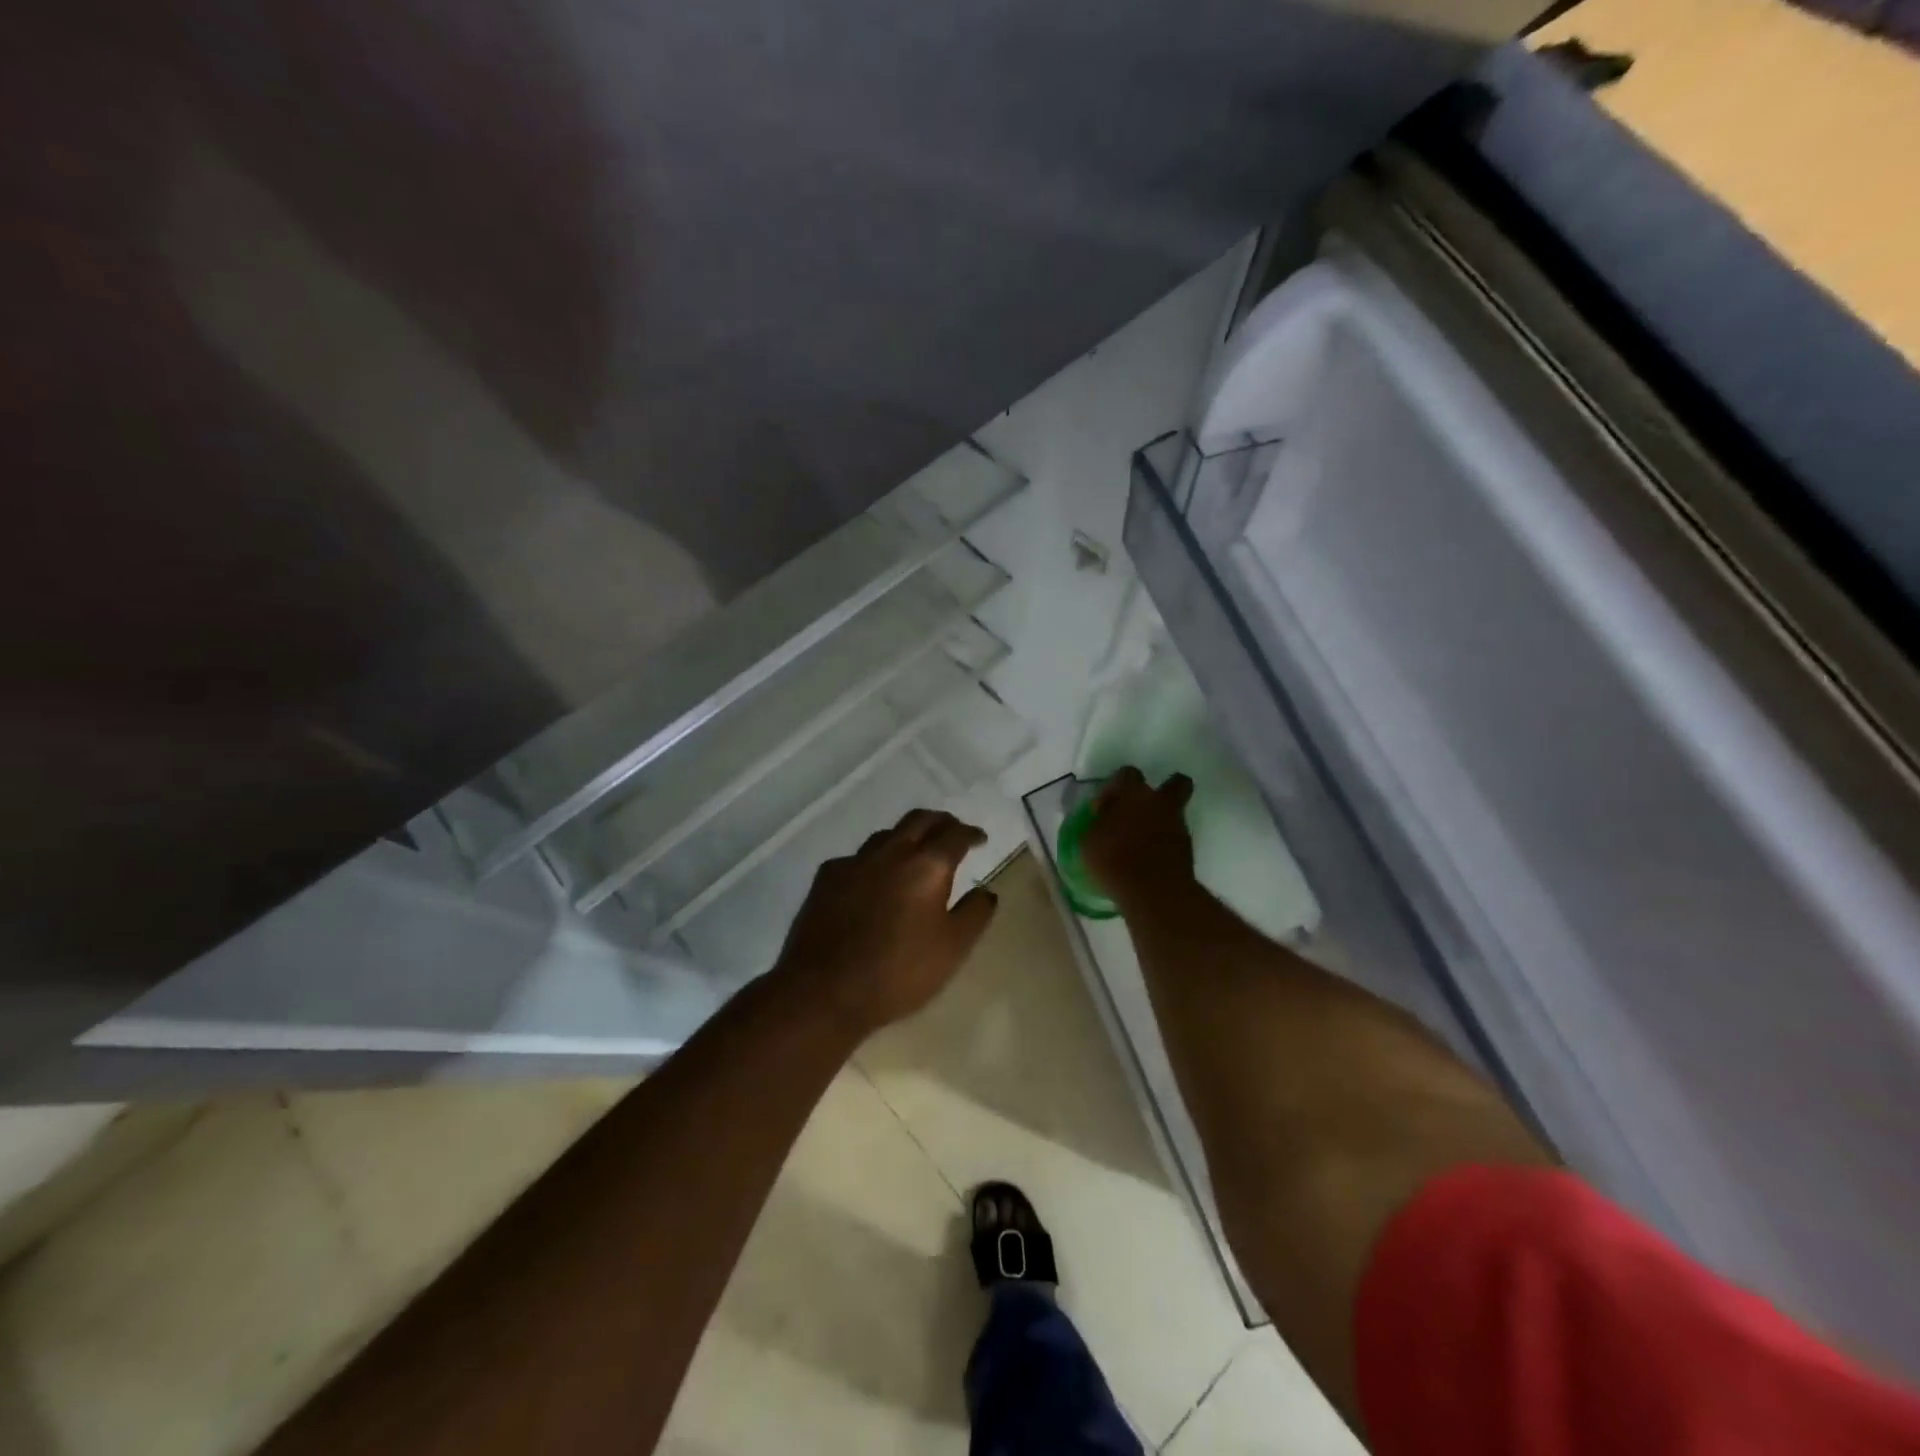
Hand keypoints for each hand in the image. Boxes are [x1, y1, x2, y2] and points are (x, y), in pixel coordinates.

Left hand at [772, 809, 998, 1035]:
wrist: (824, 990)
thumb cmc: (898, 973)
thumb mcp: (952, 950)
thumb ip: (974, 914)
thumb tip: (985, 890)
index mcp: (927, 867)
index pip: (955, 835)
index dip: (970, 834)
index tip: (979, 839)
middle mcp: (891, 853)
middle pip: (919, 820)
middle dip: (940, 822)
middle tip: (952, 831)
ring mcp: (854, 862)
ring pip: (886, 835)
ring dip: (907, 836)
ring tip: (915, 852)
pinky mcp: (826, 877)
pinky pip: (857, 857)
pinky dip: (874, 860)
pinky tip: (873, 878)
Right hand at [1080, 766, 1195, 905]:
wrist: (1155, 891)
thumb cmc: (1114, 860)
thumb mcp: (1089, 841)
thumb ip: (1097, 822)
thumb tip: (1103, 815)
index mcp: (1133, 793)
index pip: (1127, 773)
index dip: (1115, 786)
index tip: (1105, 806)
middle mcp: (1159, 802)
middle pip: (1175, 783)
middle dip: (1164, 789)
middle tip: (1143, 808)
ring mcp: (1178, 824)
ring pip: (1175, 811)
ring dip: (1161, 819)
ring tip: (1141, 841)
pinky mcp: (1187, 848)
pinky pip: (1175, 836)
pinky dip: (1165, 842)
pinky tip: (1150, 857)